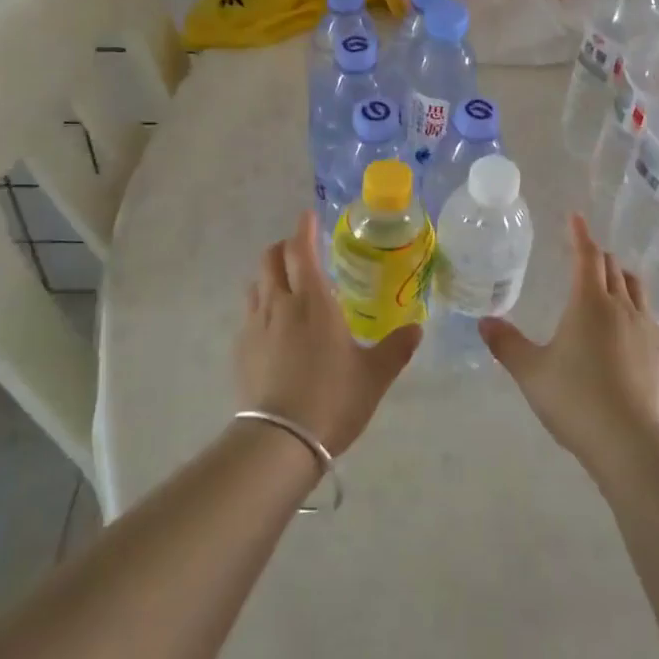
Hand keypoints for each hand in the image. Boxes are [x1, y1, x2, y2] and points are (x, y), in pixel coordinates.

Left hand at [235, 209, 420, 456]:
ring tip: (286, 287)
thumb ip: (396, 348)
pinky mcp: (241, 350)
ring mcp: (255, 326)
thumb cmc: (332, 399)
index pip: (301, 249)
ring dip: (270, 276)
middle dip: (284, 248)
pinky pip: (249, 314)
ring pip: (256, 284)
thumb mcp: (374, 376)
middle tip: (301, 251)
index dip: (303, 229)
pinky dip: (260, 306)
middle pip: (271, 259)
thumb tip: (417, 328)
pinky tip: (272, 328)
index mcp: (313, 301)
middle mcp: (280, 304)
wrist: (279, 442)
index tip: (308, 216)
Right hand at [480, 214, 658, 475]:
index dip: (580, 234)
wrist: (633, 444)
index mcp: (589, 302)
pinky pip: (648, 317)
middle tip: (584, 255)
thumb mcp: (531, 372)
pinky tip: (626, 331)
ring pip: (636, 289)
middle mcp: (622, 307)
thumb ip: (507, 344)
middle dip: (598, 256)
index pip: (586, 255)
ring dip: (621, 278)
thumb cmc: (576, 399)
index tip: (575, 217)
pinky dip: (635, 309)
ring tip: (610, 283)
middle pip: (613, 268)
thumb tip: (483, 321)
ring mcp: (647, 331)